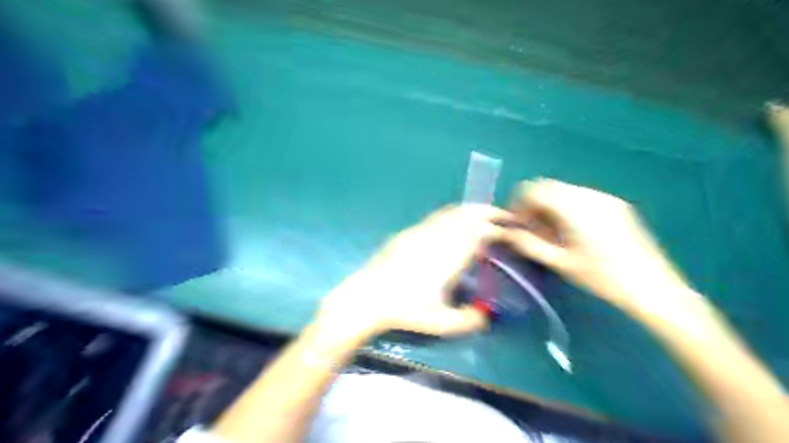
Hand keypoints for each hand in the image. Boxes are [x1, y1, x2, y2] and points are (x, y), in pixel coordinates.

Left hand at [316, 204, 508, 338]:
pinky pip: (437, 217)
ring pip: (452, 212)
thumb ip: (470, 321)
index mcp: (451, 255)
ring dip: (471, 211)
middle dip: (489, 211)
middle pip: (468, 214)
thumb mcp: (442, 323)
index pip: (481, 231)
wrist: (368, 297)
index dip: (499, 228)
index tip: (511, 231)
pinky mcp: (408, 233)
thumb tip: (487, 317)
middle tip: (504, 216)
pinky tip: (453, 224)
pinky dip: (453, 215)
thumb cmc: (406, 310)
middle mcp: (439, 237)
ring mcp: (422, 231)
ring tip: (483, 216)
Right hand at [503, 179, 687, 310]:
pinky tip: (571, 232)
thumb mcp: (560, 262)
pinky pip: (582, 198)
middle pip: (549, 188)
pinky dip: (567, 209)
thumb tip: (505, 233)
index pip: (534, 190)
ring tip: (551, 234)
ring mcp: (606, 199)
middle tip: (531, 230)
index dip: (519, 204)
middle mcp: (589, 195)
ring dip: (550, 207)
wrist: (654, 289)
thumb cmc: (602, 278)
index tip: (516, 224)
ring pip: (565, 192)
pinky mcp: (616, 206)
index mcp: (574, 207)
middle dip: (534, 206)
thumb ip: (529, 244)